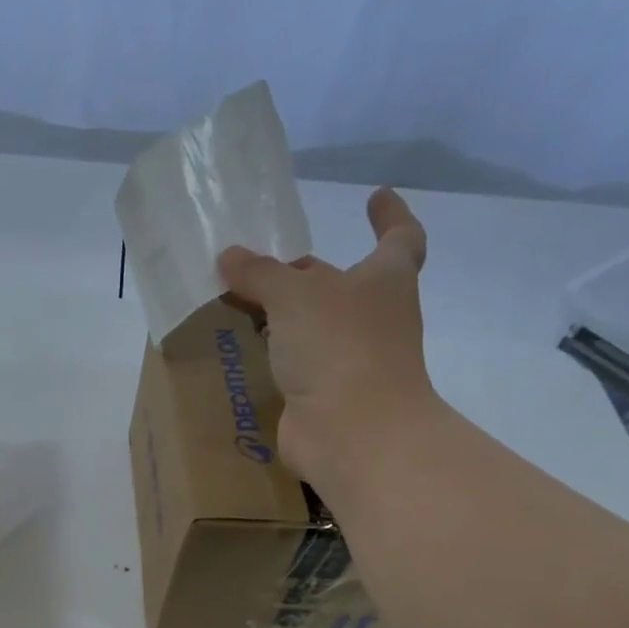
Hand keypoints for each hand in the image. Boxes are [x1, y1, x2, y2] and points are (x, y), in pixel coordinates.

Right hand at [217, 187, 436, 485]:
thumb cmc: (339, 346)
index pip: (399, 238)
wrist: (352, 432)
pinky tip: (238, 345)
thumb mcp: (294, 295)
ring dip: (282, 314)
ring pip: (313, 325)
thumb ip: (260, 273)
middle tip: (259, 265)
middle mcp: (372, 317)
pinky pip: (294, 363)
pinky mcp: (324, 394)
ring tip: (237, 301)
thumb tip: (229, 256)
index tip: (375, 195)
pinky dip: (271, 352)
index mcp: (383, 280)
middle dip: (304, 273)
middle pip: (340, 283)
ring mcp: (350, 359)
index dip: (390, 215)